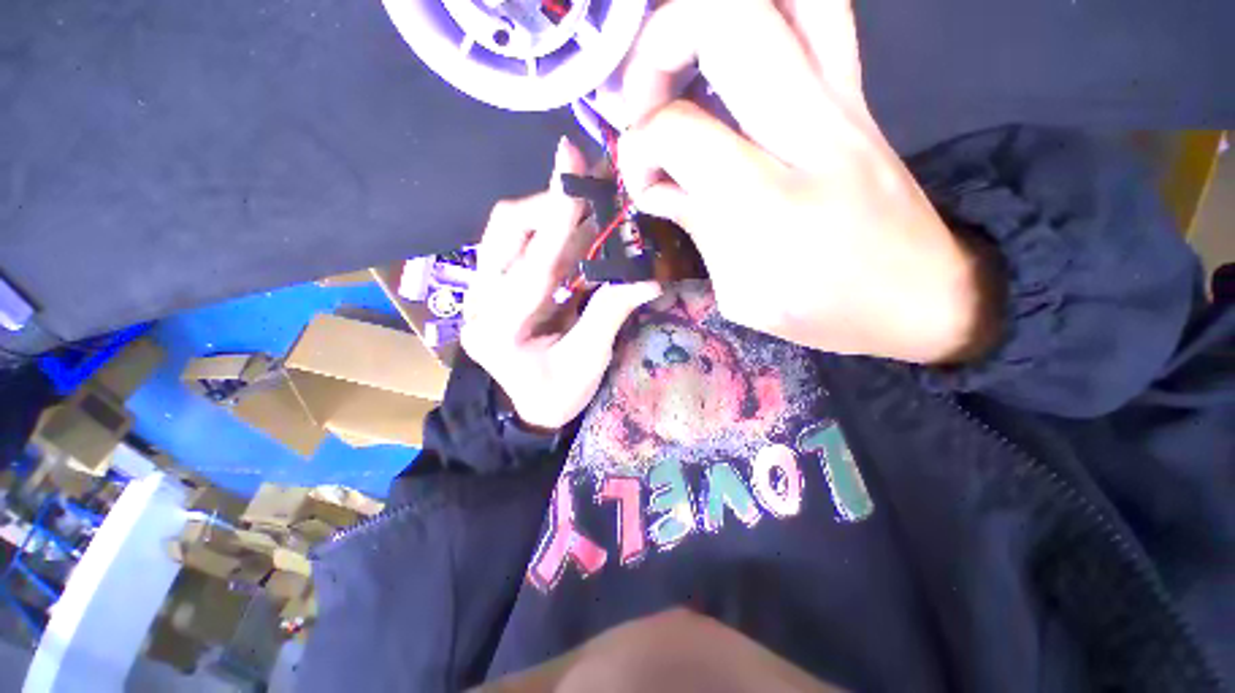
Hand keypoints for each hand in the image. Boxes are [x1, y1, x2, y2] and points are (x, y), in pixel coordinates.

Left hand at [462, 138, 662, 430]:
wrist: (529, 412)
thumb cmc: (556, 395)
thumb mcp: (587, 360)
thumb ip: (610, 312)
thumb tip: (648, 276)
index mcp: (499, 327)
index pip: (534, 260)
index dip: (557, 210)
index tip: (568, 155)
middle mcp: (480, 300)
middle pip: (507, 230)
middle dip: (551, 204)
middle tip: (591, 190)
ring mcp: (484, 292)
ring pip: (514, 234)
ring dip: (556, 216)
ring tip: (592, 203)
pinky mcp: (498, 288)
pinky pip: (525, 249)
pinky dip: (556, 236)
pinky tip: (582, 232)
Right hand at [618, 0, 998, 363]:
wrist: (922, 296)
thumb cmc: (826, 312)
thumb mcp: (742, 296)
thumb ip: (697, 228)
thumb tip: (658, 186)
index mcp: (767, 204)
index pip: (678, 130)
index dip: (639, 150)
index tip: (645, 183)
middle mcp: (808, 131)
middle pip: (724, 16)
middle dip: (658, 48)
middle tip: (646, 104)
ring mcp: (844, 100)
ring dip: (711, 14)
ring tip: (685, 64)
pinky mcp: (859, 95)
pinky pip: (818, 11)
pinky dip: (766, 11)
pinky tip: (735, 56)